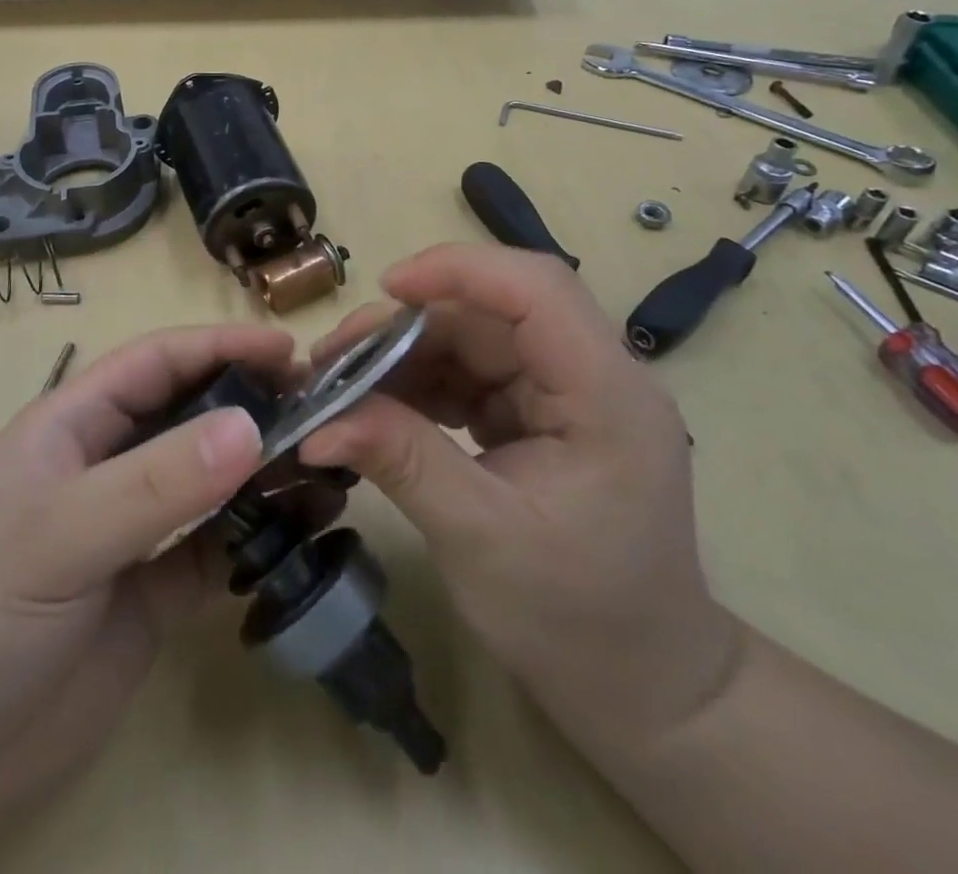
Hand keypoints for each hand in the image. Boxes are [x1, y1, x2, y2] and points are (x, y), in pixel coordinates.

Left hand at [0, 323, 303, 861]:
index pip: (157, 362)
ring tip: (330, 468)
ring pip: (213, 479)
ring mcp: (135, 528)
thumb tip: (251, 426)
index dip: (221, 345)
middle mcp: (109, 465)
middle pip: (193, 413)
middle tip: (325, 409)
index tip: (290, 351)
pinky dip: (261, 535)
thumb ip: (156, 482)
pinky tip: (304, 531)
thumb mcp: (61, 535)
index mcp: (75, 425)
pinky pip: (220, 546)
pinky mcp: (155, 590)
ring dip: (265, 470)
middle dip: (254, 402)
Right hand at [298, 244, 742, 758]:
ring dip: (404, 356)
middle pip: (491, 314)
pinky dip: (419, 385)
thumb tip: (318, 423)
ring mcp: (563, 395)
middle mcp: (591, 376)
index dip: (460, 270)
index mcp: (606, 395)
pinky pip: (470, 376)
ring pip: (472, 340)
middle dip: (407, 326)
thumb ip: (403, 462)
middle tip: (333, 358)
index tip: (386, 288)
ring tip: (340, 386)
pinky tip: (376, 408)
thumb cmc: (577, 621)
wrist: (639, 687)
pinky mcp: (537, 415)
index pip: (538, 290)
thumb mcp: (479, 537)